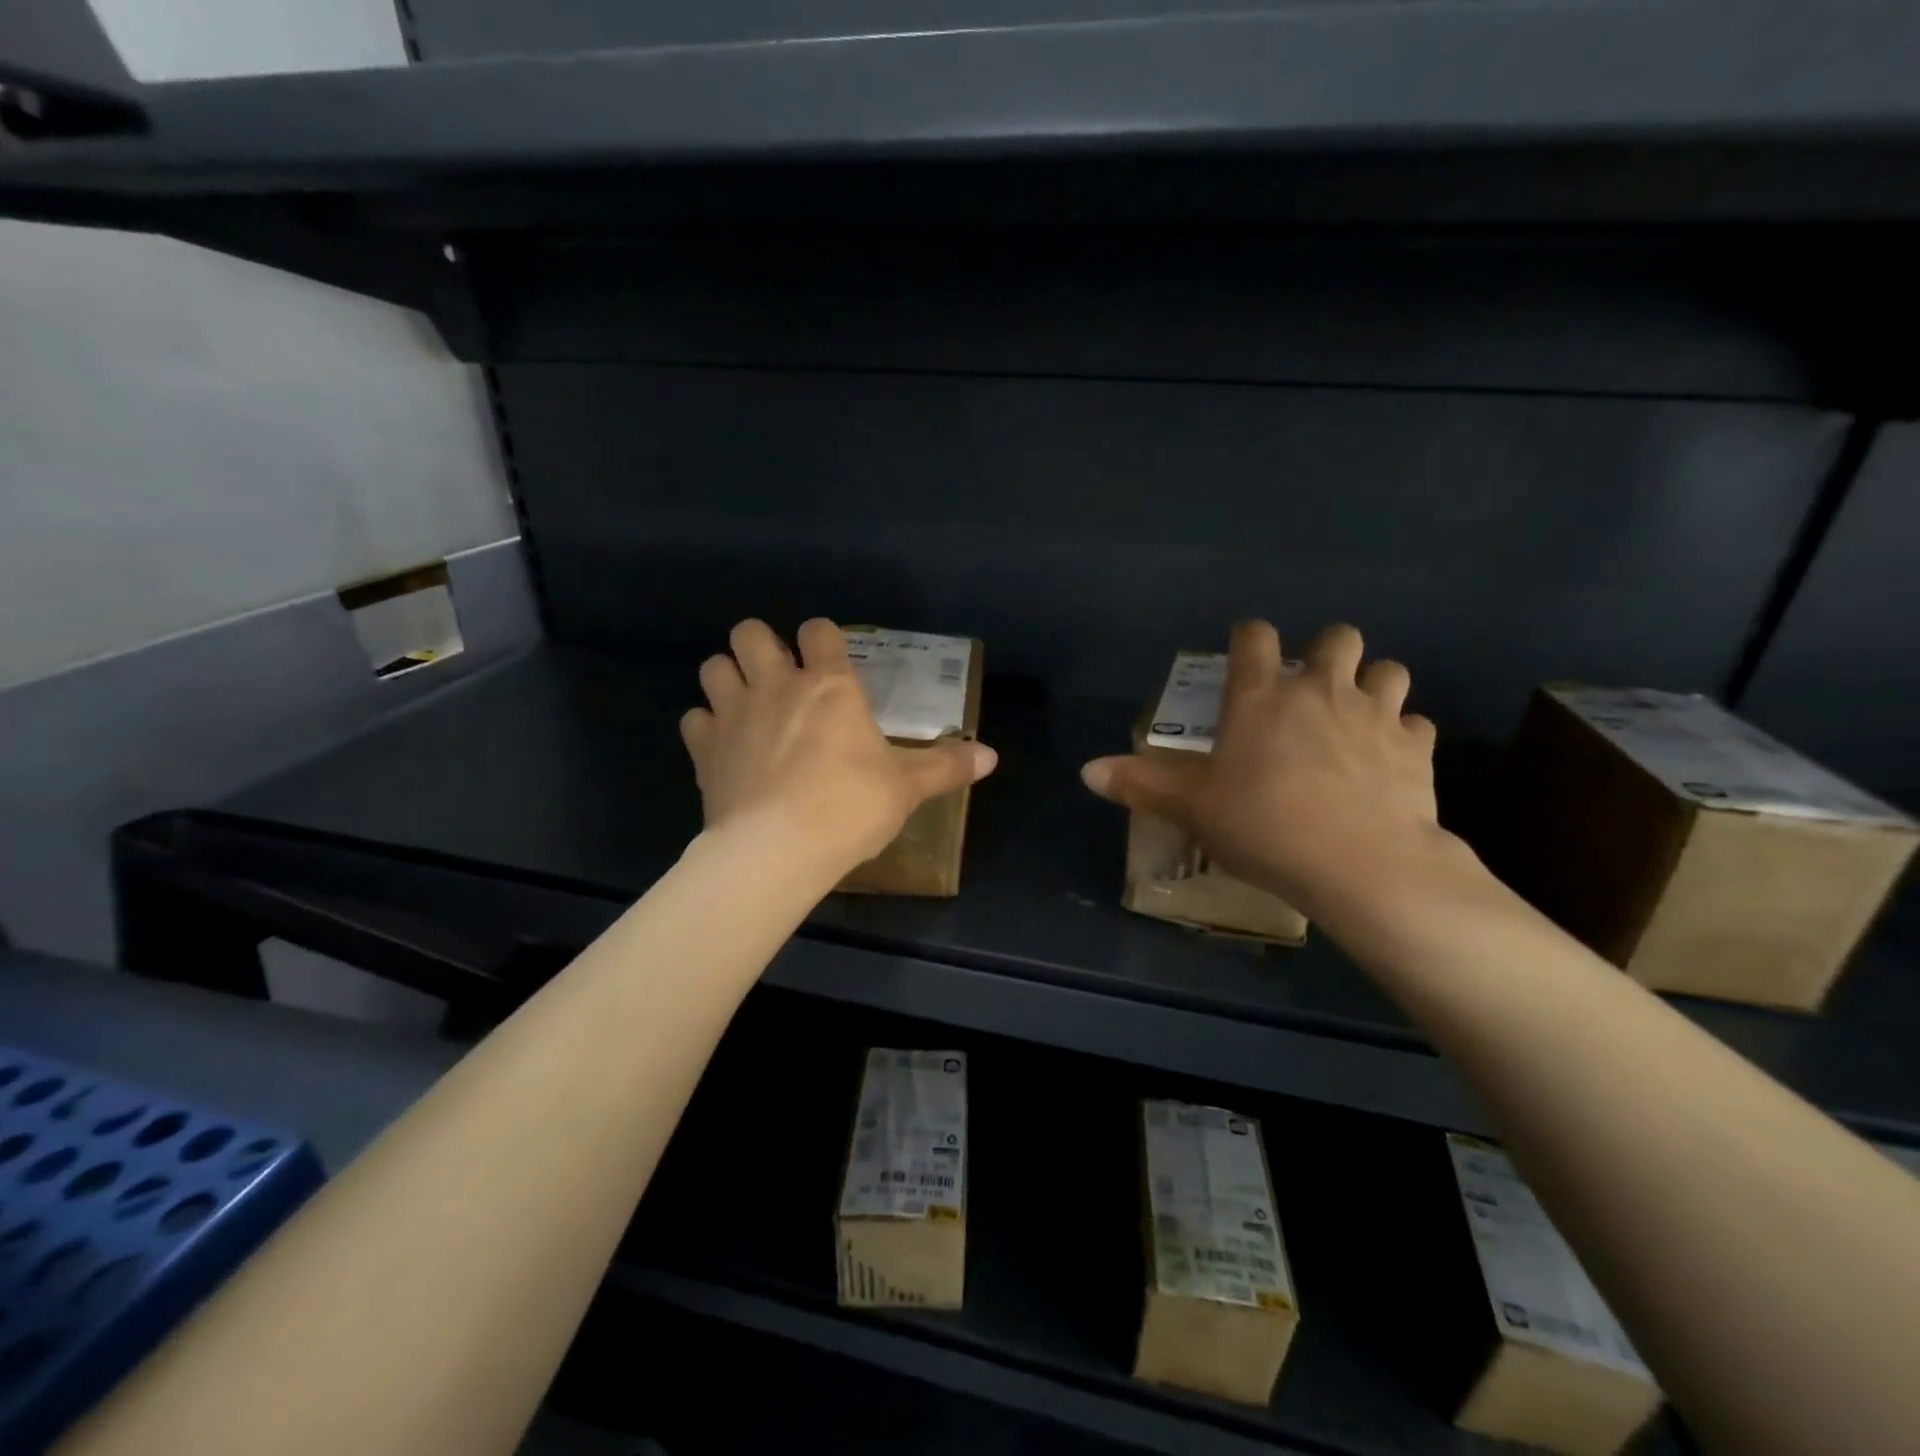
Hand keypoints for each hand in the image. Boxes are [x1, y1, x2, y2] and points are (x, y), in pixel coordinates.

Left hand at [681, 619, 997, 872]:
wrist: (777, 851)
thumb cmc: (849, 808)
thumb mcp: (907, 789)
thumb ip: (946, 766)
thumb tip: (992, 756)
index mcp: (829, 686)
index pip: (818, 631)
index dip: (822, 637)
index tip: (828, 657)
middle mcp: (776, 686)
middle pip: (749, 632)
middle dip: (761, 644)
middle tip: (779, 676)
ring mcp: (734, 714)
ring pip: (713, 666)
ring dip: (728, 677)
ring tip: (746, 703)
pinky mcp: (704, 749)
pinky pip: (694, 719)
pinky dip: (705, 726)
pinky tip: (723, 746)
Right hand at [1081, 622, 1455, 917]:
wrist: (1361, 866)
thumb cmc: (1264, 826)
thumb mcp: (1192, 808)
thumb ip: (1140, 784)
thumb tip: (1086, 771)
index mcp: (1262, 696)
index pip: (1256, 638)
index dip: (1250, 640)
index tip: (1245, 656)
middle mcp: (1321, 690)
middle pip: (1337, 637)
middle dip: (1326, 653)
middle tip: (1309, 690)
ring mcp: (1376, 714)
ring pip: (1387, 671)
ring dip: (1372, 684)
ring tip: (1356, 716)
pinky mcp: (1416, 748)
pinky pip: (1415, 724)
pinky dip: (1402, 734)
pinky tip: (1389, 761)